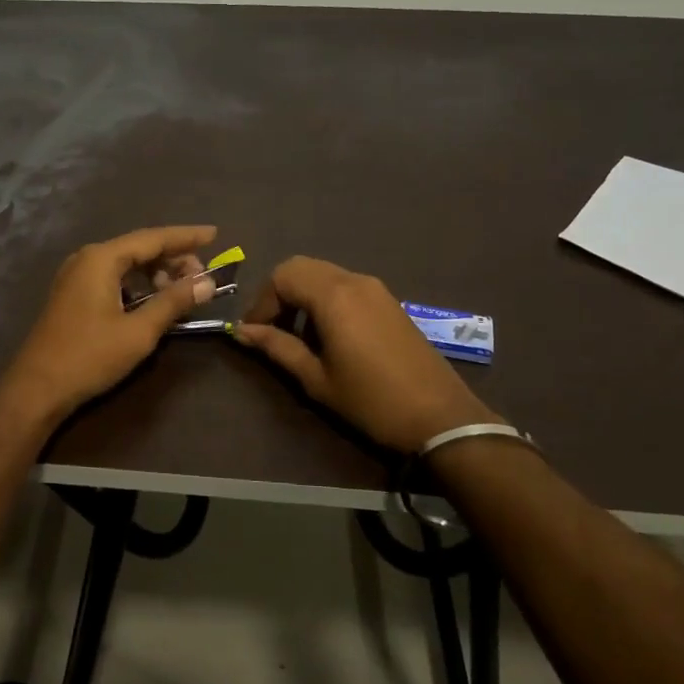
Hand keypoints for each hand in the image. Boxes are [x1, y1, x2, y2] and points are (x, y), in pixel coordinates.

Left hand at [0, 225, 217, 429]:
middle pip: (139, 247)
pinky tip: (153, 300)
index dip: (186, 237)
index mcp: (101, 258)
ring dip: (155, 272)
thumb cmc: (89, 356)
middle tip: (202, 276)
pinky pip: (112, 277)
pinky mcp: (72, 294)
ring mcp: (76, 276)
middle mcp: (87, 258)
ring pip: (125, 263)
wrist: (37, 388)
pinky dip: (137, 284)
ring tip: (181, 290)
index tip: (214, 234)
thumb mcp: (139, 331)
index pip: (153, 238)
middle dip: (173, 258)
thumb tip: (207, 283)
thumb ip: (174, 302)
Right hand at [233, 256, 503, 453]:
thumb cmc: (371, 400)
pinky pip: (345, 285)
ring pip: (323, 273)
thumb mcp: (317, 379)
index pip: (282, 276)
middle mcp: (353, 280)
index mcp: (333, 296)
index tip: (254, 332)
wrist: (440, 416)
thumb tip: (242, 332)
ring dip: (302, 296)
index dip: (262, 302)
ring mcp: (375, 288)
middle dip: (279, 294)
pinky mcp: (388, 300)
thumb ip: (277, 347)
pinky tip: (328, 335)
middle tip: (271, 329)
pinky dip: (325, 298)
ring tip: (297, 336)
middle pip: (301, 267)